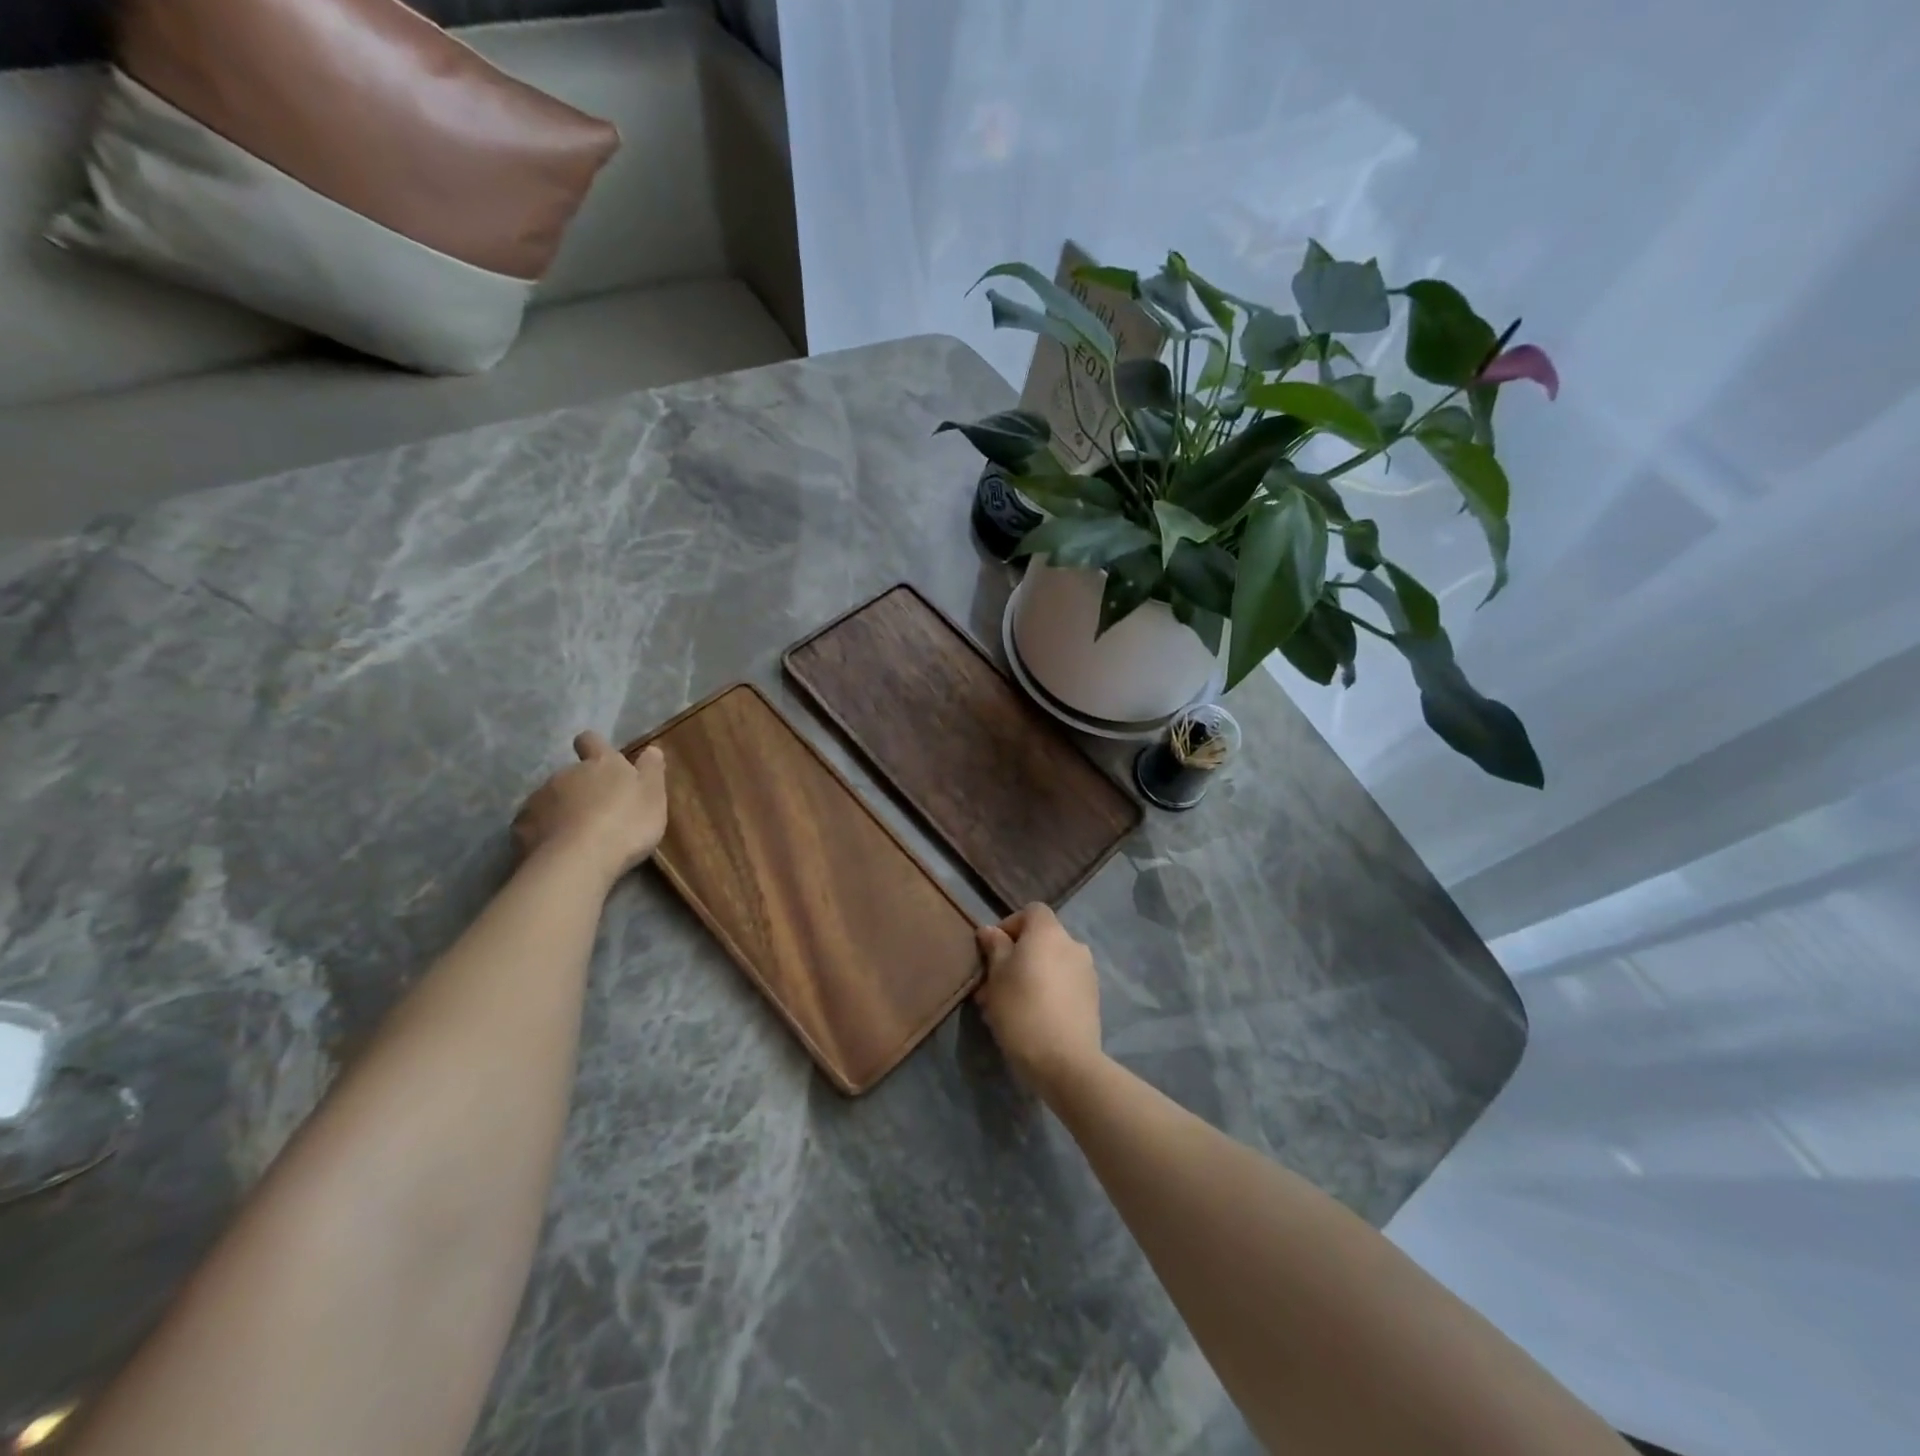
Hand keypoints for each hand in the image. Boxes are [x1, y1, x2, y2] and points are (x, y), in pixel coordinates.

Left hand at [513, 732, 667, 884]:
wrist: (578, 861)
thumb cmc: (626, 823)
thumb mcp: (654, 795)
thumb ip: (652, 770)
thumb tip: (651, 748)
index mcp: (600, 763)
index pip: (591, 740)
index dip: (594, 747)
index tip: (602, 762)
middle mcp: (566, 774)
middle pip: (571, 774)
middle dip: (582, 789)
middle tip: (600, 814)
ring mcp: (538, 799)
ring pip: (551, 799)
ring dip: (562, 811)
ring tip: (578, 837)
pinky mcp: (521, 827)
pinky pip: (533, 825)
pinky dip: (544, 833)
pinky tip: (557, 851)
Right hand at [975, 903, 1103, 1097]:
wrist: (1065, 1061)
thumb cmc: (1022, 1009)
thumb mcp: (996, 975)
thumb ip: (995, 947)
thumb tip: (990, 930)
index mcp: (1049, 932)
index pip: (1031, 911)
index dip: (1010, 925)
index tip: (992, 951)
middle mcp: (1073, 944)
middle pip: (1041, 939)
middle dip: (1017, 956)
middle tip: (994, 985)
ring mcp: (1087, 972)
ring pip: (1051, 964)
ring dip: (1031, 976)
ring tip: (1009, 1006)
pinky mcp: (1092, 999)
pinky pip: (1064, 984)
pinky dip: (1047, 991)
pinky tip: (1031, 1018)